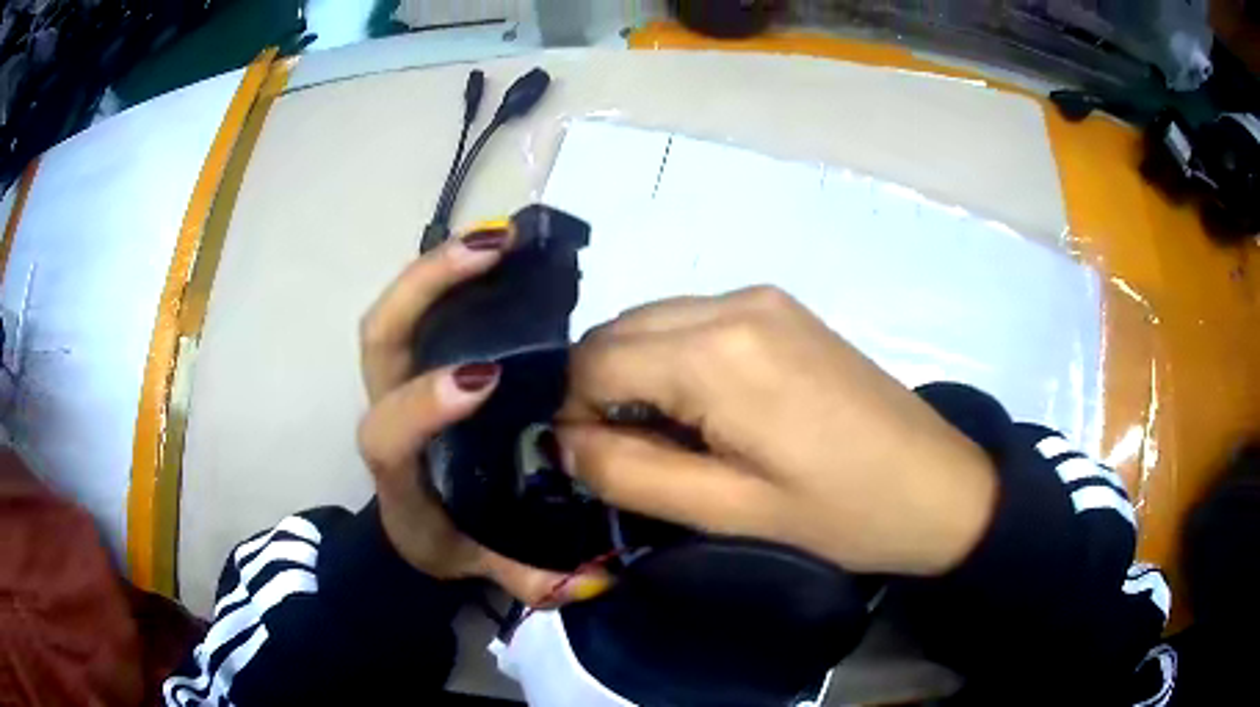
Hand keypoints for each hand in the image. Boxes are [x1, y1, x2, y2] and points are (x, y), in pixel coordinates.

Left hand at [357, 231, 608, 604]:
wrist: (410, 522)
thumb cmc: (441, 539)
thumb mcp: (478, 566)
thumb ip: (530, 578)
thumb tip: (595, 580)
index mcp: (397, 470)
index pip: (388, 431)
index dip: (425, 401)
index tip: (487, 378)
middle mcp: (388, 411)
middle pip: (380, 336)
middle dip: (427, 286)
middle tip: (493, 250)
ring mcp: (397, 379)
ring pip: (397, 310)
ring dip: (441, 265)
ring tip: (502, 236)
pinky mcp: (415, 362)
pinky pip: (422, 308)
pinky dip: (451, 274)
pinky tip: (501, 256)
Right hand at [558, 287, 997, 575]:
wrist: (938, 485)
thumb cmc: (840, 514)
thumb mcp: (728, 513)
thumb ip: (629, 473)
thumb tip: (564, 442)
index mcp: (715, 352)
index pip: (592, 361)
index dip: (574, 414)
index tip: (597, 463)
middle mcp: (732, 303)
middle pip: (618, 332)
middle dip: (602, 391)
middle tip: (633, 455)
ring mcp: (762, 298)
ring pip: (654, 323)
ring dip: (639, 374)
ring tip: (676, 436)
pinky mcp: (782, 308)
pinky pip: (696, 323)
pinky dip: (677, 360)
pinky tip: (712, 408)